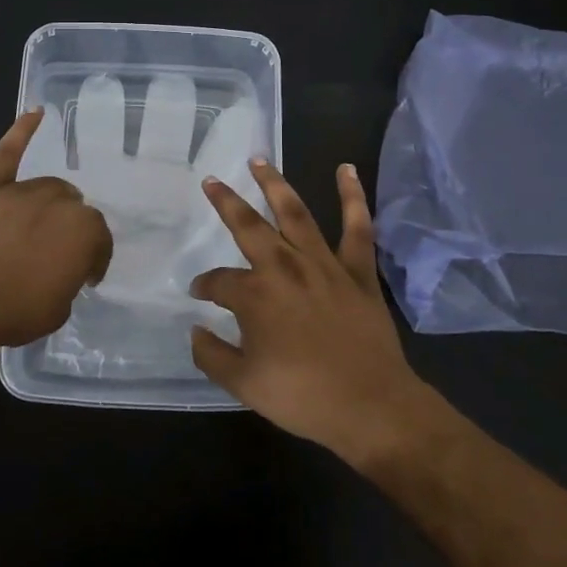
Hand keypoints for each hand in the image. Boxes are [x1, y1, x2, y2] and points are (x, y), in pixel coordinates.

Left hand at [0, 109, 111, 353]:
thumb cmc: (12, 310)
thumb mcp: (58, 309)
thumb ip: (67, 280)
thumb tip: (62, 269)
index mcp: (83, 231)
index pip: (100, 241)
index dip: (94, 261)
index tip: (85, 278)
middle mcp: (58, 203)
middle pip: (75, 209)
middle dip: (73, 231)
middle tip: (59, 257)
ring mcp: (21, 192)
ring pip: (49, 188)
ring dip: (53, 204)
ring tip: (45, 226)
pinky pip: (8, 153)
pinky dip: (22, 132)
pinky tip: (35, 113)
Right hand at [190, 161, 431, 462]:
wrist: (371, 407)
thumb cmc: (302, 397)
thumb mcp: (242, 384)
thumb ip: (211, 354)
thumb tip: (195, 330)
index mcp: (254, 295)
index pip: (218, 281)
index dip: (204, 286)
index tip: (199, 294)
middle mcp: (284, 268)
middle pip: (248, 226)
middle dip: (226, 202)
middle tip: (211, 181)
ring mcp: (323, 265)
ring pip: (295, 214)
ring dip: (275, 184)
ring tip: (259, 160)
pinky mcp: (357, 271)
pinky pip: (357, 227)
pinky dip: (353, 197)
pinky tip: (347, 169)